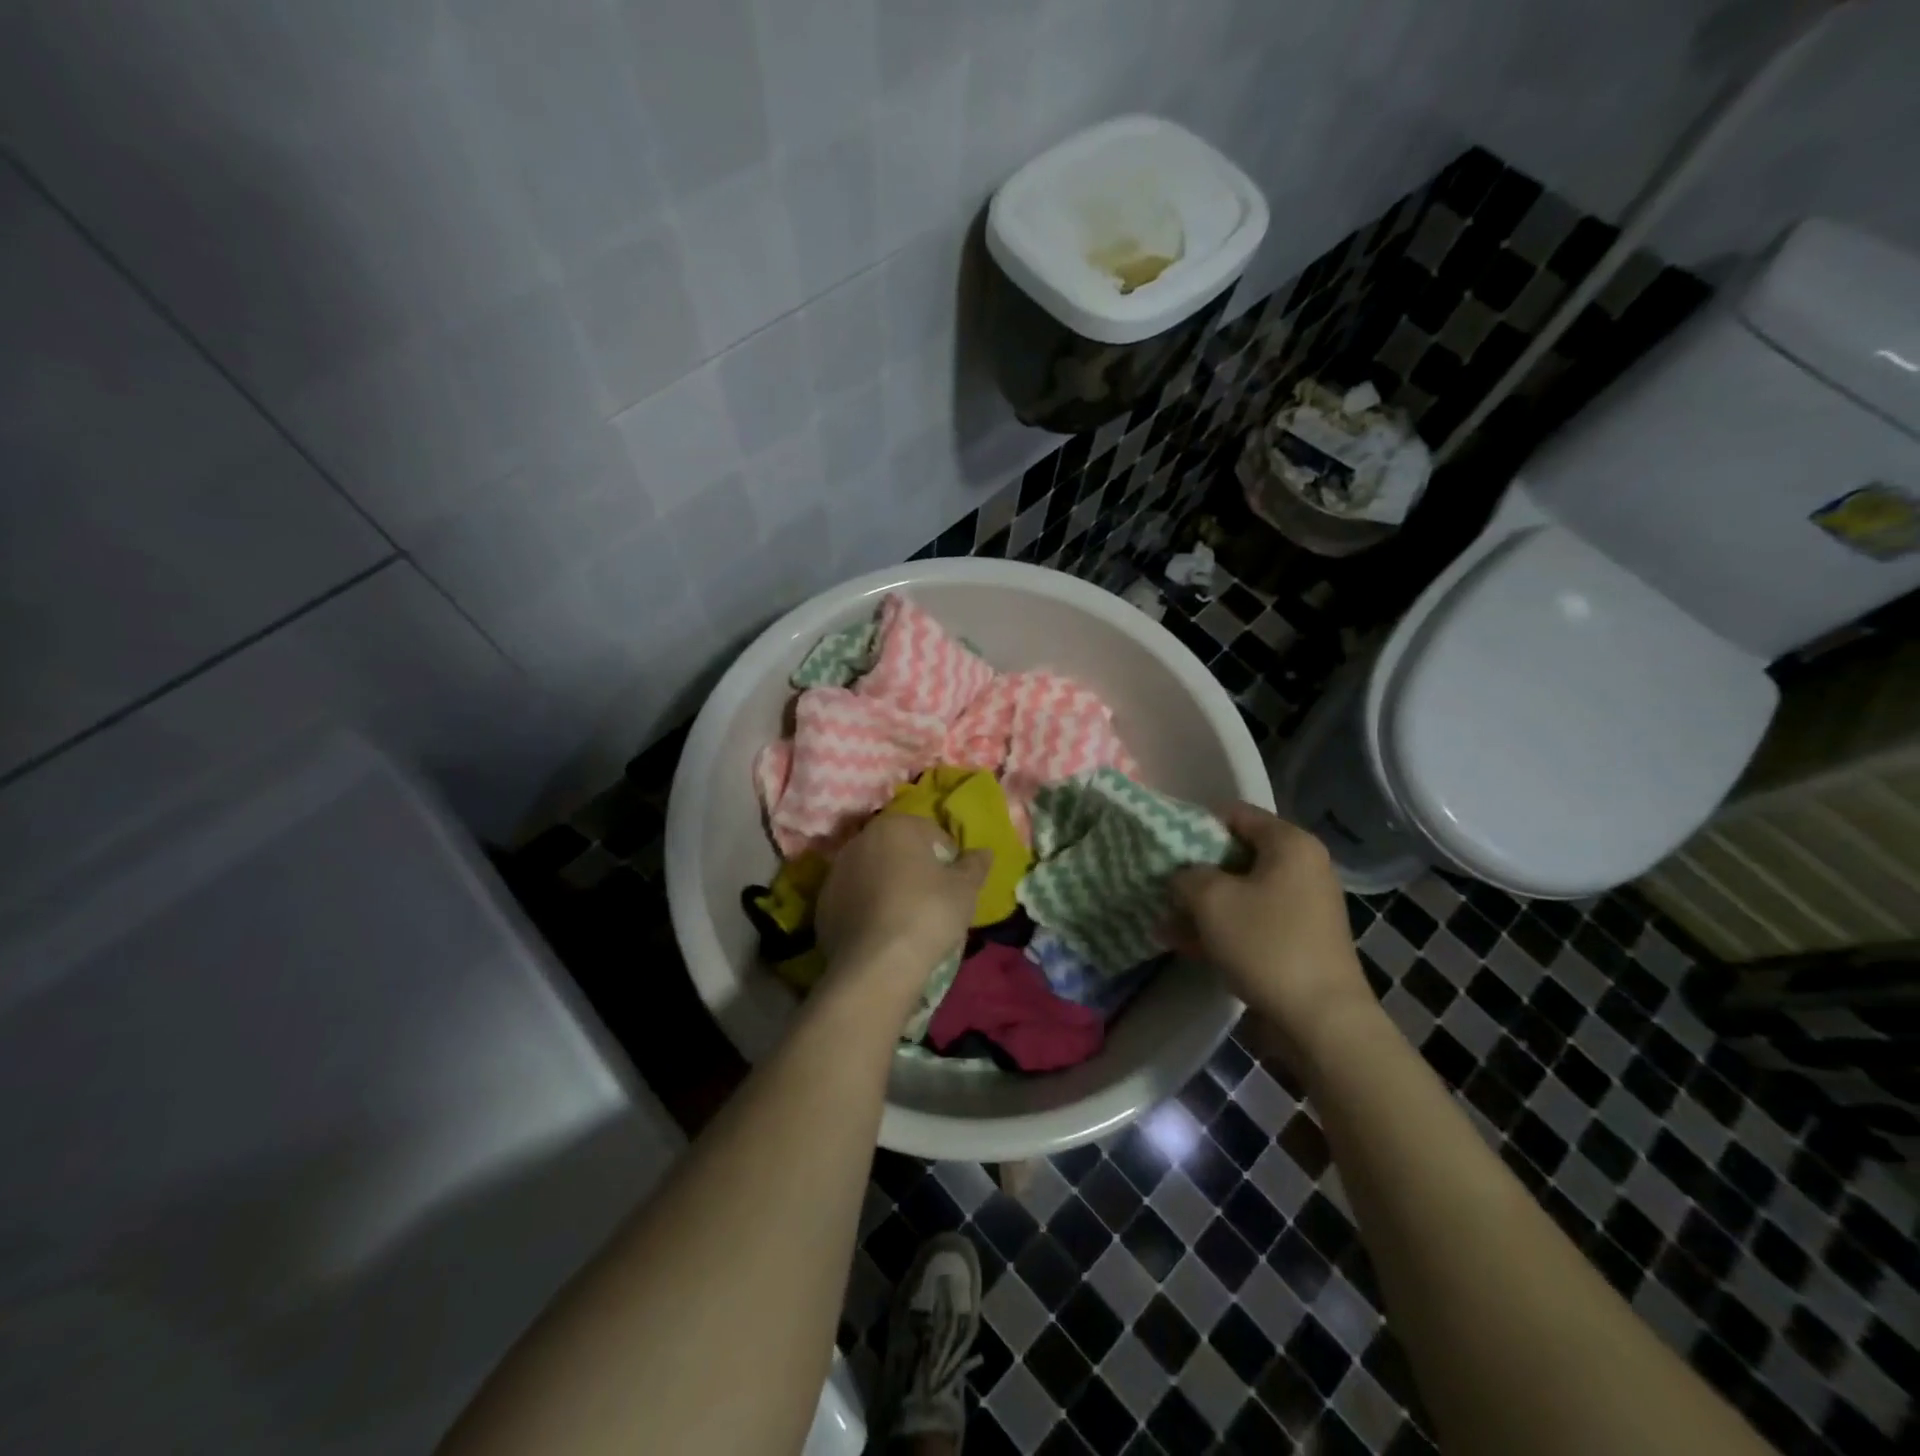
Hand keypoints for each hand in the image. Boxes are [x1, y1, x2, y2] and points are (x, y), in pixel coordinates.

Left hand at [816, 814, 989, 994]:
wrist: (877, 964)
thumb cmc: (927, 914)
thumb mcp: (965, 889)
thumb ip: (975, 865)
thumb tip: (983, 852)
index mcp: (895, 826)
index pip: (931, 834)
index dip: (948, 858)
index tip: (955, 885)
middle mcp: (860, 840)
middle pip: (897, 850)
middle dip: (913, 868)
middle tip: (932, 901)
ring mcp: (836, 872)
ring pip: (872, 873)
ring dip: (887, 887)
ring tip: (905, 920)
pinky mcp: (821, 904)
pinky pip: (853, 899)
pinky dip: (866, 909)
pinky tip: (881, 933)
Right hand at [1163, 804, 1376, 1060]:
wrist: (1321, 1020)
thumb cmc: (1266, 944)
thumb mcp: (1210, 899)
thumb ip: (1186, 876)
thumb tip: (1182, 878)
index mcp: (1289, 844)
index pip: (1235, 814)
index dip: (1195, 825)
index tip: (1165, 846)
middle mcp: (1302, 868)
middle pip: (1236, 855)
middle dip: (1195, 871)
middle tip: (1160, 885)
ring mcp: (1302, 906)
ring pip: (1240, 892)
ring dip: (1201, 905)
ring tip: (1162, 921)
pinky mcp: (1297, 940)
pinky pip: (1251, 922)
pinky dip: (1220, 929)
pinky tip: (1182, 944)